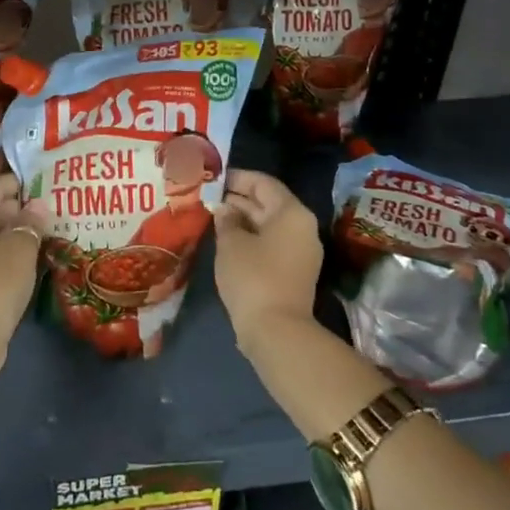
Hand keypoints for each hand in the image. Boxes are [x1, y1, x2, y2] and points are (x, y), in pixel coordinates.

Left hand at [0, 174, 50, 362]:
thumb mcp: (19, 250)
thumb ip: (30, 224)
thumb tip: (38, 205)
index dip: (17, 183)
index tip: (41, 180)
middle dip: (16, 209)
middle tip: (48, 207)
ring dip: (11, 232)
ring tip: (42, 230)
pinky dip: (3, 251)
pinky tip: (26, 256)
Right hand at [213, 169, 322, 347]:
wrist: (277, 331)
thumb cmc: (253, 277)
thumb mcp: (231, 243)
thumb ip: (226, 220)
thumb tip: (225, 210)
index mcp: (292, 213)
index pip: (263, 183)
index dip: (237, 178)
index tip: (212, 178)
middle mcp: (302, 227)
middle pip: (268, 203)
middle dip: (237, 199)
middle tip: (207, 197)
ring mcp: (301, 251)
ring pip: (268, 225)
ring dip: (242, 219)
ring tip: (212, 216)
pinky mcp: (294, 272)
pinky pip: (271, 244)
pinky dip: (250, 238)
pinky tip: (226, 240)